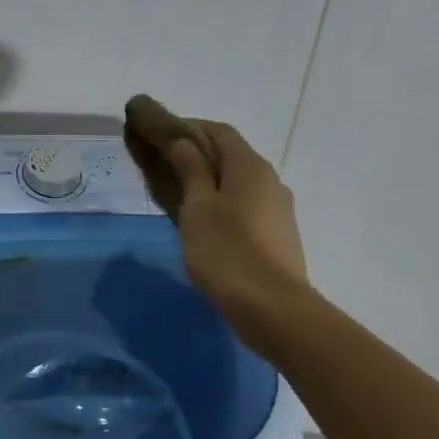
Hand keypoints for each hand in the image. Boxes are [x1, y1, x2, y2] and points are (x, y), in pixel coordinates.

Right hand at [131, 107, 309, 336]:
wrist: (274, 310)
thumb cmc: (227, 251)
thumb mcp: (198, 207)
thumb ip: (191, 170)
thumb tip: (183, 142)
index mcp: (250, 167)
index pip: (219, 131)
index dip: (189, 128)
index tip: (160, 135)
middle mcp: (270, 181)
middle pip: (231, 156)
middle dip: (198, 155)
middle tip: (164, 165)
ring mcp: (278, 211)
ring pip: (238, 183)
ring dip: (209, 181)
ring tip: (179, 194)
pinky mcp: (277, 236)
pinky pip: (245, 206)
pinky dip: (222, 203)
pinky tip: (203, 223)